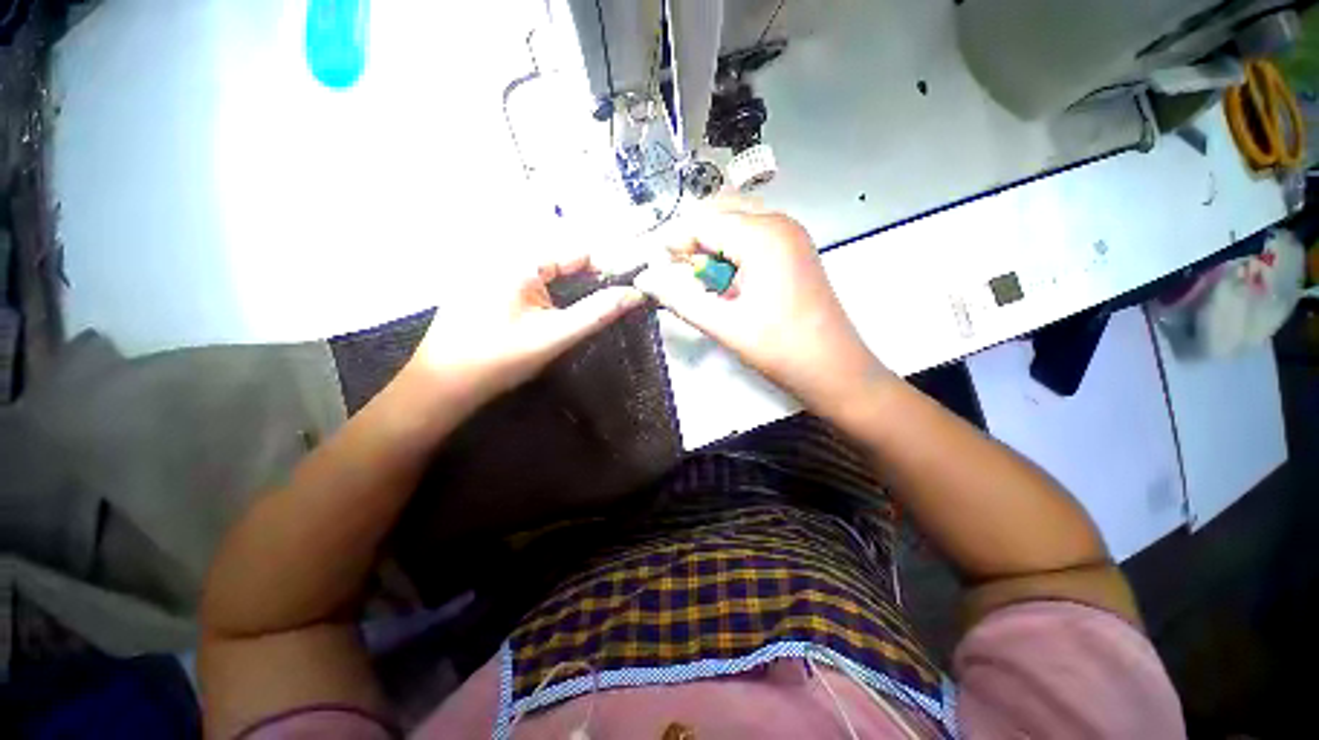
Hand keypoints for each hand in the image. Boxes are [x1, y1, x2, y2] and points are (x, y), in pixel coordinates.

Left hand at [411, 255, 644, 403]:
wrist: (443, 385)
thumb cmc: (500, 359)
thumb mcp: (555, 335)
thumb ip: (598, 312)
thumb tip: (635, 294)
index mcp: (519, 260)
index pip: (577, 252)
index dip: (604, 272)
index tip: (622, 296)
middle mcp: (504, 255)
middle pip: (562, 262)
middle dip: (586, 285)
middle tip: (601, 312)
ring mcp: (492, 271)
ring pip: (547, 275)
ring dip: (568, 293)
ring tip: (578, 318)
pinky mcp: (486, 287)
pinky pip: (529, 283)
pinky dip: (548, 297)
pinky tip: (551, 319)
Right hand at [635, 200, 890, 411]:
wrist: (836, 371)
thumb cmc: (781, 350)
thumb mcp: (725, 325)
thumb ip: (680, 299)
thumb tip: (645, 278)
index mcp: (763, 236)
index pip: (702, 221)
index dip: (673, 243)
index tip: (656, 271)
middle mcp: (779, 222)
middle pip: (719, 214)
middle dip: (693, 243)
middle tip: (680, 279)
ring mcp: (791, 235)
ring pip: (735, 224)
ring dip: (712, 248)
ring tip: (705, 284)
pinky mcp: (795, 250)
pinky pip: (753, 237)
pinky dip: (732, 254)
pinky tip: (729, 283)